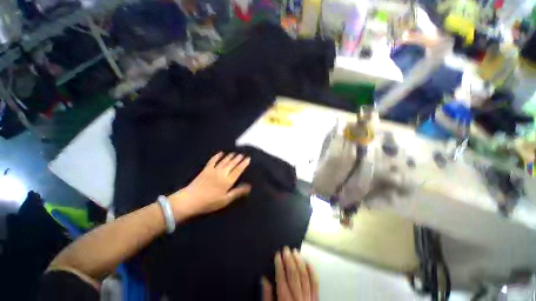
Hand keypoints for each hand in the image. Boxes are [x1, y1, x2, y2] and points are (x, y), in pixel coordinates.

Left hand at [169, 152, 251, 220]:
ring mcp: (213, 170)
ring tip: (234, 153)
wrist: (190, 200)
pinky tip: (220, 153)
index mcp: (228, 181)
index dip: (244, 164)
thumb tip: (249, 186)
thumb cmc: (210, 202)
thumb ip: (237, 192)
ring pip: (224, 161)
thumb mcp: (225, 200)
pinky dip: (217, 156)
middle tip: (242, 154)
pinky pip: (213, 161)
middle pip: (232, 164)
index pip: (238, 170)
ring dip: (230, 156)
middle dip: (238, 158)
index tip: (248, 158)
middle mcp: (222, 173)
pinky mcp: (206, 169)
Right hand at [262, 247, 318, 300]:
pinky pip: (315, 283)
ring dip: (299, 262)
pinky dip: (312, 271)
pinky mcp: (316, 299)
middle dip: (289, 260)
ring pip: (305, 276)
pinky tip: (307, 261)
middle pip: (294, 276)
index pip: (282, 280)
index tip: (277, 254)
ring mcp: (309, 299)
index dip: (279, 265)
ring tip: (295, 251)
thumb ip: (267, 296)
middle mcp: (298, 300)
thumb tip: (264, 278)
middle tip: (286, 249)